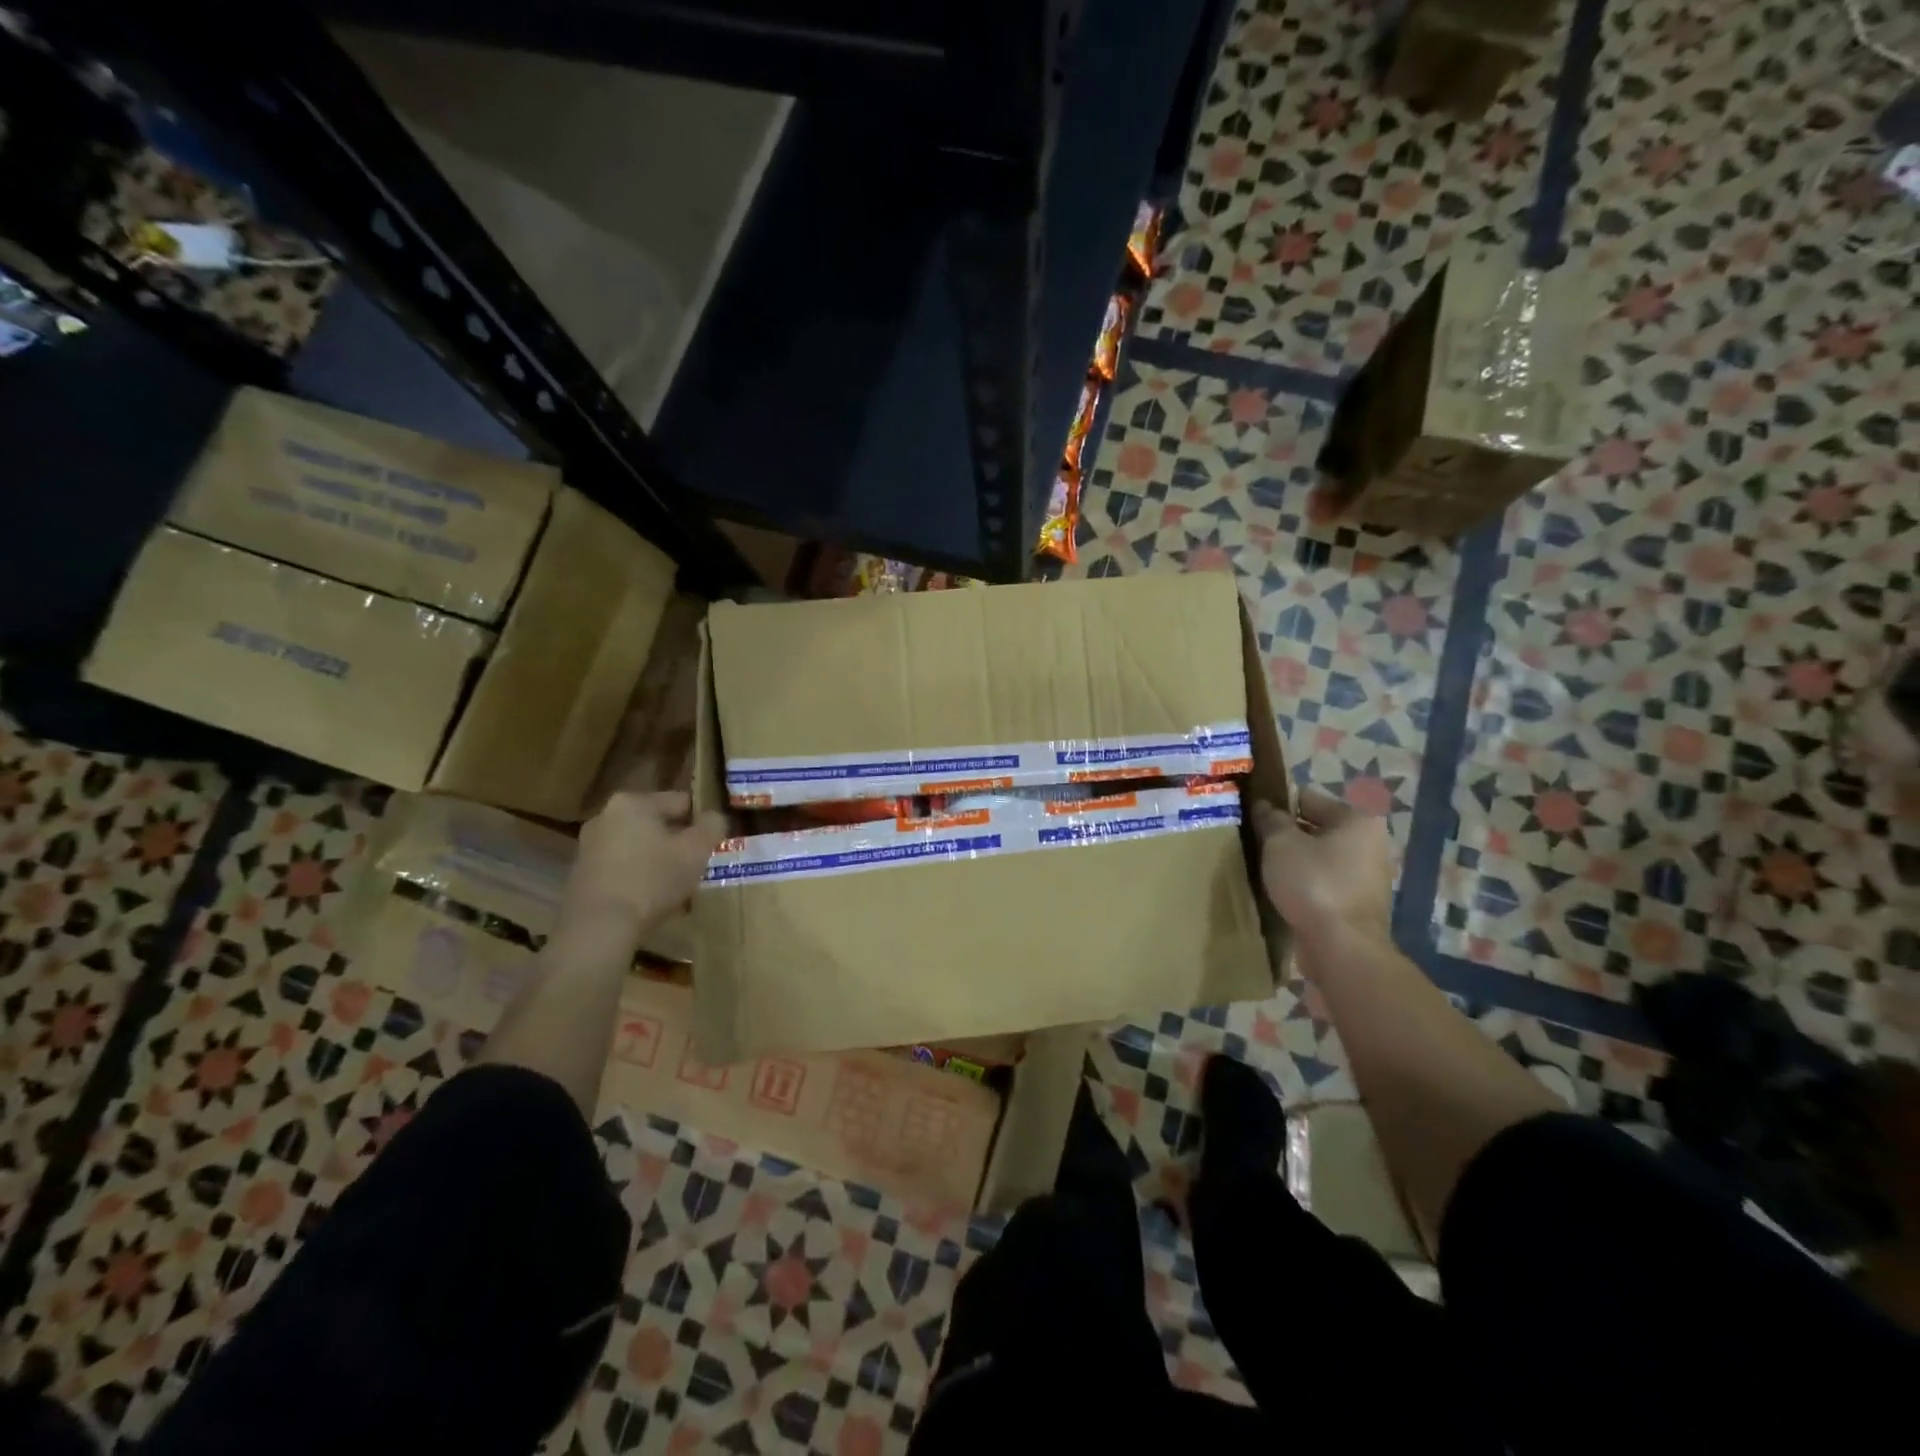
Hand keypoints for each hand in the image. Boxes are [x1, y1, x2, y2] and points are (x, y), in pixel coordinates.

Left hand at [557, 790, 727, 949]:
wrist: (599, 927)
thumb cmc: (652, 880)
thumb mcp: (696, 851)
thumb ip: (712, 826)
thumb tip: (715, 817)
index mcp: (633, 802)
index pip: (680, 801)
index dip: (701, 821)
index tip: (712, 843)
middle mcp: (605, 816)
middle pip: (655, 823)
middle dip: (676, 841)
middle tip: (694, 865)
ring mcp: (588, 846)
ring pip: (637, 846)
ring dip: (656, 859)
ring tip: (674, 885)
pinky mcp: (579, 874)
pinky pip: (620, 867)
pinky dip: (636, 876)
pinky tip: (649, 899)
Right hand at [1250, 788, 1392, 956]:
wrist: (1342, 947)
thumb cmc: (1314, 884)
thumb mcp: (1280, 844)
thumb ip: (1271, 820)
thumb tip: (1264, 805)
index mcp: (1357, 821)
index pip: (1308, 799)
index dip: (1277, 804)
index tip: (1252, 814)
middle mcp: (1371, 844)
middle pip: (1317, 829)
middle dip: (1287, 834)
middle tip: (1254, 840)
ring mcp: (1369, 877)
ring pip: (1320, 858)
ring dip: (1295, 861)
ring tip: (1263, 867)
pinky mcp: (1359, 905)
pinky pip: (1325, 883)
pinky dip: (1305, 884)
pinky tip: (1281, 890)